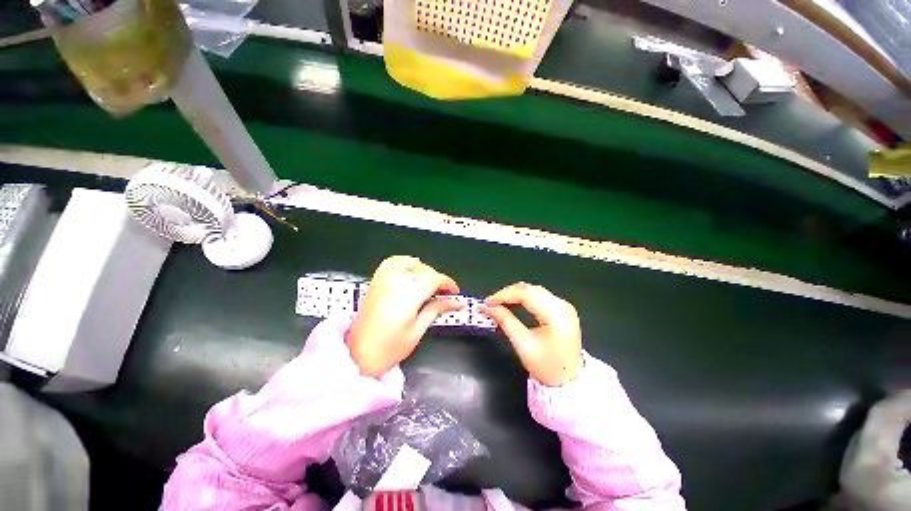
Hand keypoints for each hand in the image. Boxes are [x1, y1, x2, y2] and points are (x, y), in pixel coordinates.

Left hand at [347, 256, 464, 377]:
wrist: (357, 355)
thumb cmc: (389, 348)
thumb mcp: (418, 330)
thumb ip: (437, 309)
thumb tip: (456, 302)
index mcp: (407, 296)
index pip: (434, 279)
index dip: (448, 283)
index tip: (455, 292)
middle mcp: (395, 282)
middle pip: (424, 270)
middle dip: (438, 279)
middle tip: (444, 293)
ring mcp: (383, 279)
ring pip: (411, 263)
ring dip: (424, 270)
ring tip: (429, 285)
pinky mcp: (376, 281)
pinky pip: (393, 262)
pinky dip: (405, 262)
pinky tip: (411, 271)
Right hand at [481, 283, 582, 386]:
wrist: (570, 381)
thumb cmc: (547, 366)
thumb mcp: (523, 345)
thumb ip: (505, 321)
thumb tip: (487, 307)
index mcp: (556, 314)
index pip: (526, 294)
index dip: (504, 295)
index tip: (487, 302)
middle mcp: (562, 305)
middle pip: (530, 290)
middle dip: (508, 293)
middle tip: (491, 303)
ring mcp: (563, 306)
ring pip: (533, 291)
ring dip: (514, 294)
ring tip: (498, 303)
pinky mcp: (561, 309)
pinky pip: (538, 297)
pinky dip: (523, 298)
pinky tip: (512, 303)